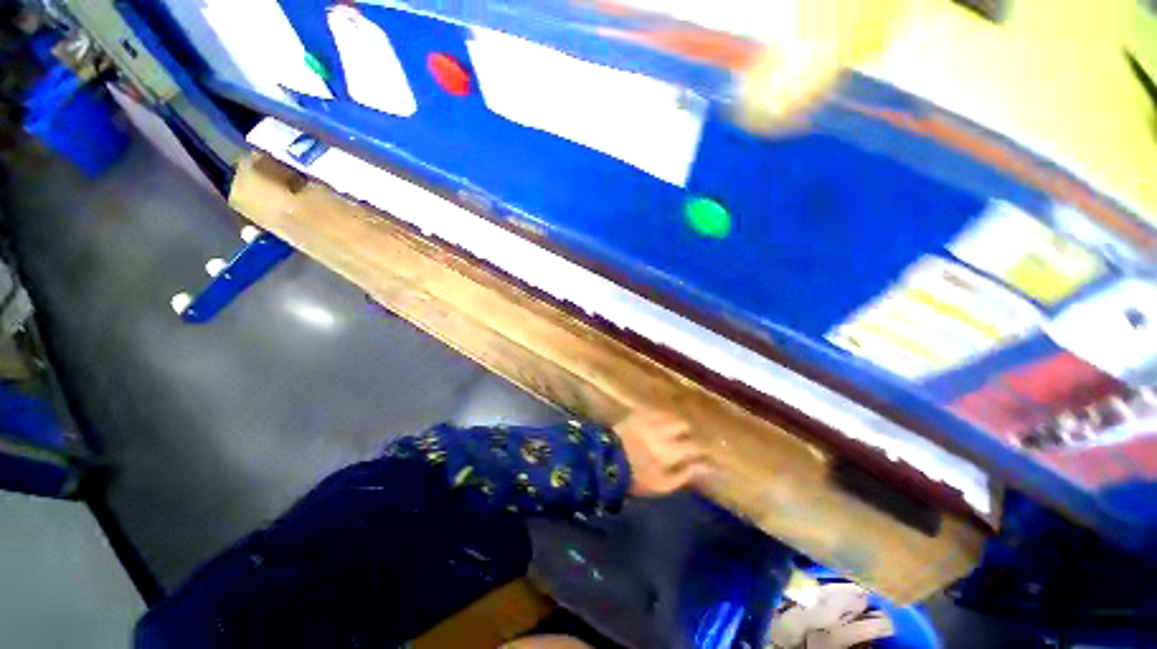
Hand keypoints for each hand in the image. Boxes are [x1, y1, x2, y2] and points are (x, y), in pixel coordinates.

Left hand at [613, 410, 712, 496]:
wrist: (605, 462)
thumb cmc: (635, 478)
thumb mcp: (662, 485)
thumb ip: (685, 474)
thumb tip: (706, 467)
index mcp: (669, 452)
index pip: (695, 446)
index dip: (703, 450)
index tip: (706, 454)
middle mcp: (661, 431)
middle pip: (684, 425)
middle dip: (687, 433)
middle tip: (685, 441)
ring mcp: (648, 419)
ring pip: (670, 416)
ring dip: (674, 424)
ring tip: (672, 432)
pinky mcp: (637, 413)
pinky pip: (656, 411)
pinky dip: (660, 417)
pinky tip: (658, 425)